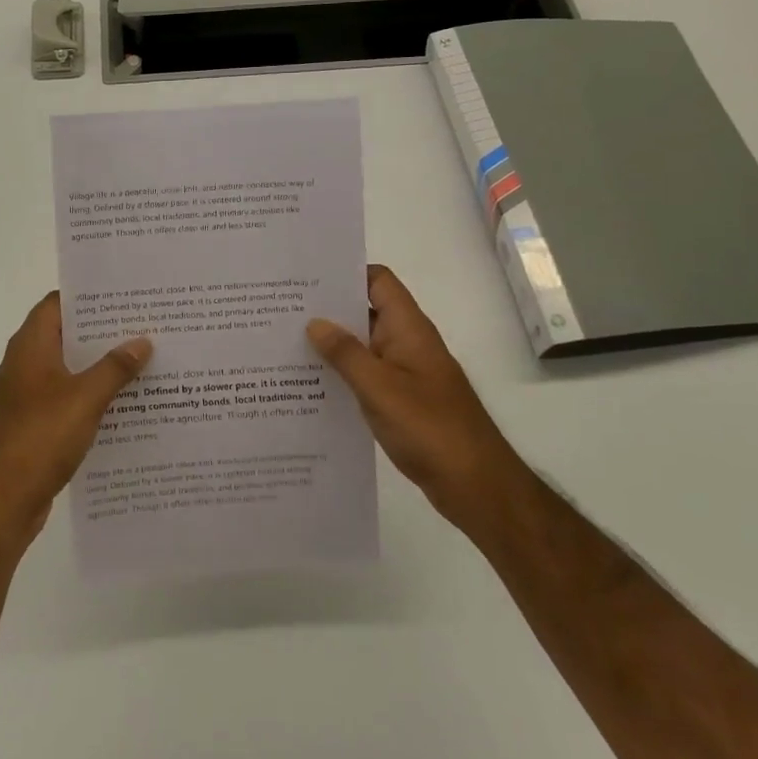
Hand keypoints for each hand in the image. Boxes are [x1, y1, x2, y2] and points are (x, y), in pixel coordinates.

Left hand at [0, 292, 152, 546]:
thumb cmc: (37, 438)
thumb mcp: (84, 399)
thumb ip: (114, 368)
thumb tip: (142, 340)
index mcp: (31, 346)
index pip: (58, 303)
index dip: (89, 296)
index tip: (126, 295)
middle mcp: (26, 364)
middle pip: (68, 336)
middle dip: (105, 333)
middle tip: (147, 326)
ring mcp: (28, 397)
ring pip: (71, 371)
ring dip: (102, 368)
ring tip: (146, 362)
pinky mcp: (35, 427)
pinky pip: (69, 402)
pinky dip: (94, 399)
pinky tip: (127, 407)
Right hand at [307, 265, 522, 529]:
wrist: (476, 486)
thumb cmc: (430, 428)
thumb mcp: (380, 388)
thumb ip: (345, 353)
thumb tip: (314, 322)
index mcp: (408, 328)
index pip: (378, 281)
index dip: (345, 272)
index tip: (305, 276)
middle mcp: (407, 343)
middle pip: (366, 311)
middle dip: (328, 308)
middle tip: (280, 309)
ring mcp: (405, 373)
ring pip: (363, 346)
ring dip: (332, 344)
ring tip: (284, 343)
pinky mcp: (402, 400)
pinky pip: (366, 375)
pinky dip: (342, 374)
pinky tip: (309, 384)